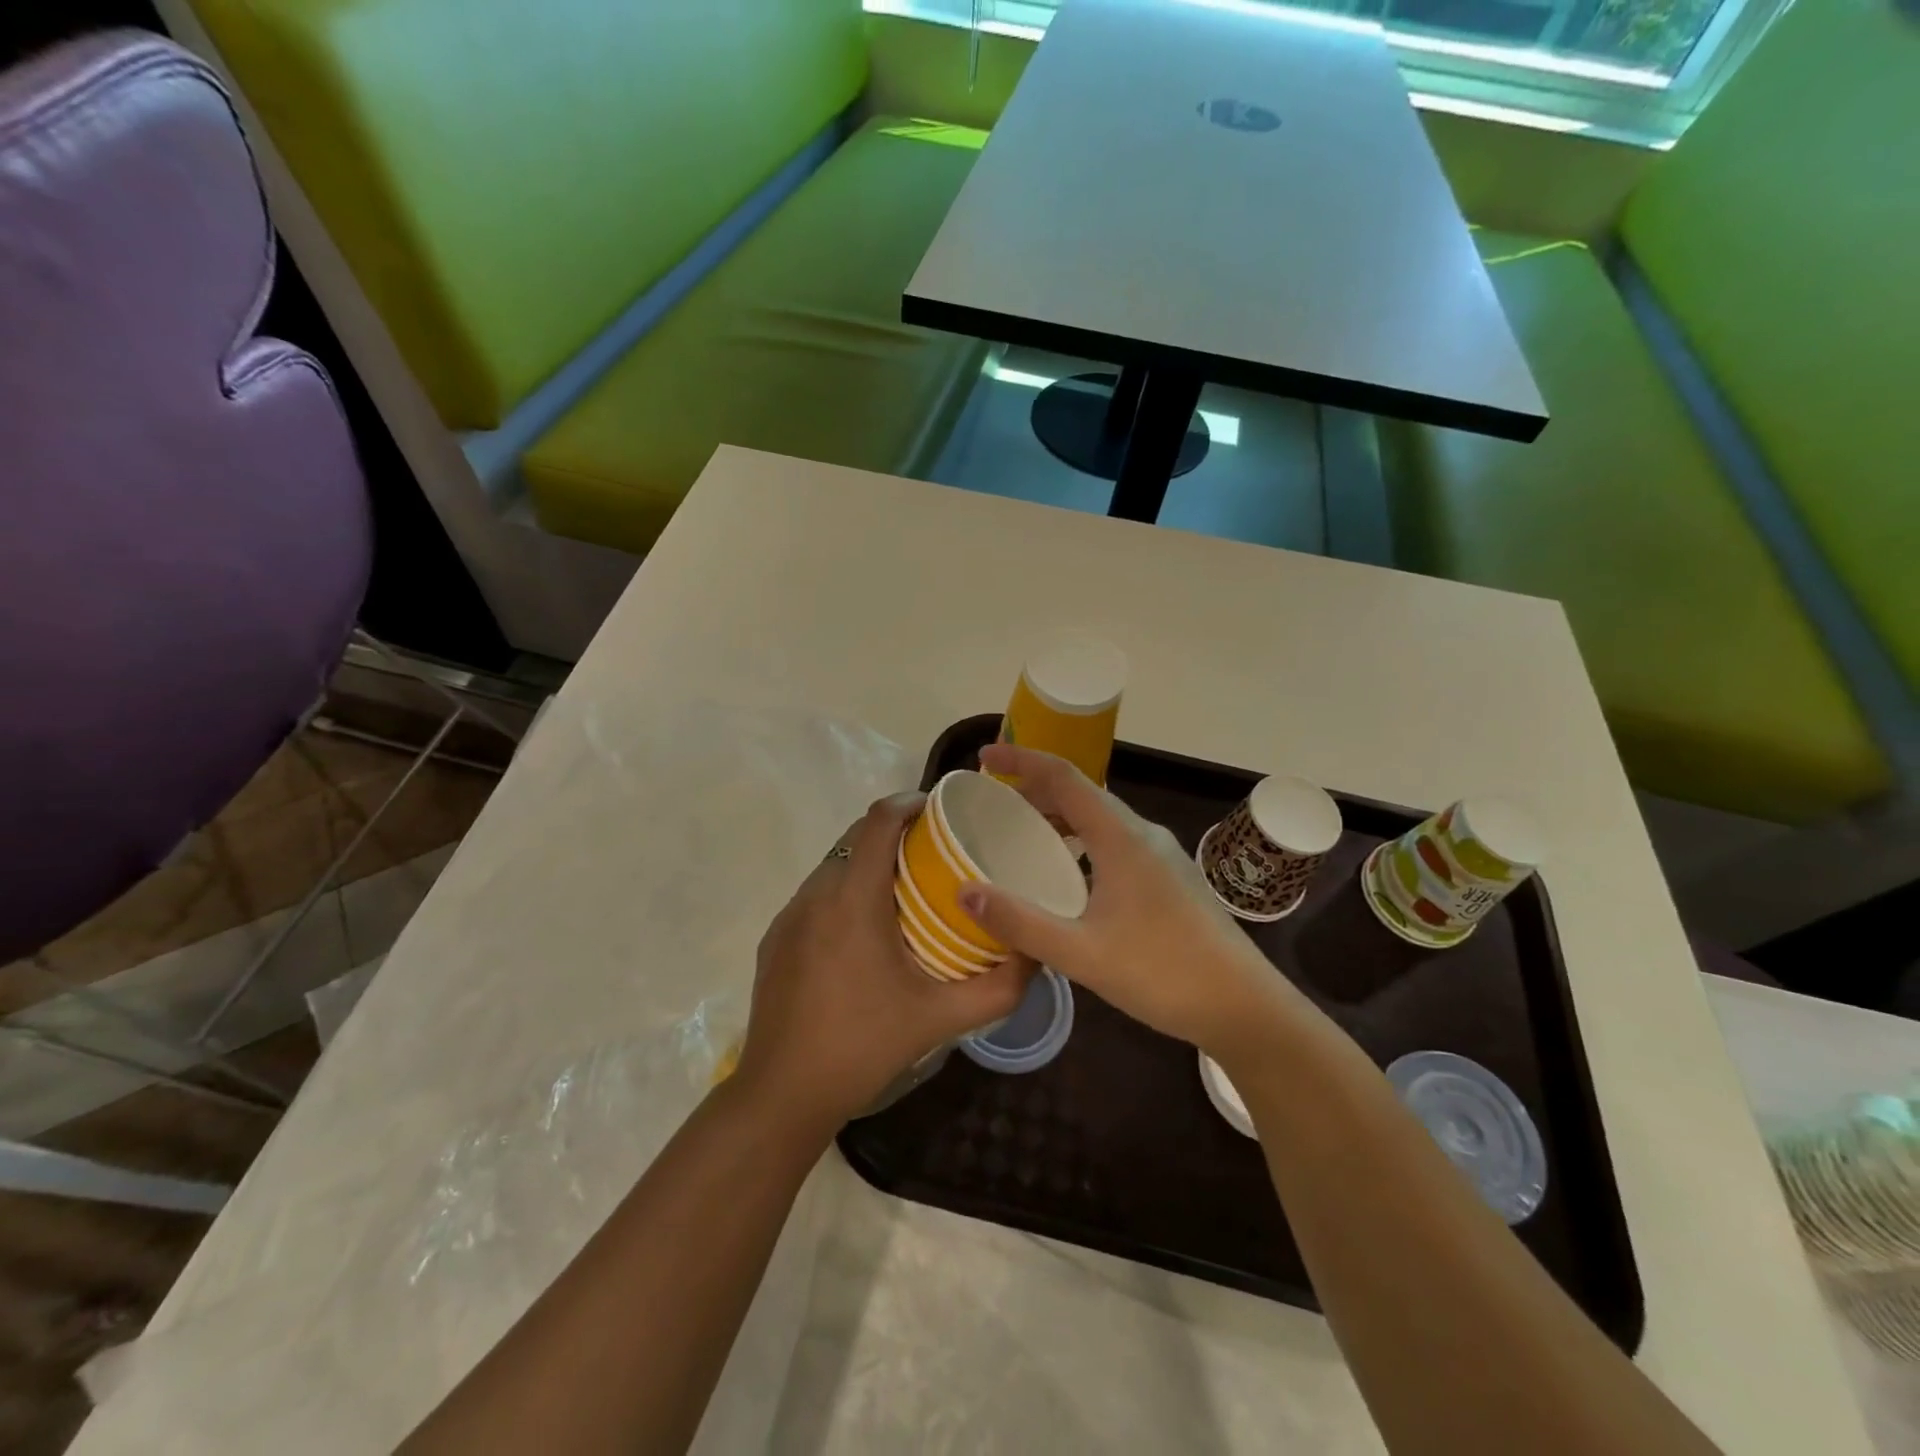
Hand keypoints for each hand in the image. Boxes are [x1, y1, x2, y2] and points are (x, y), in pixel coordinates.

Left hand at [736, 793, 1032, 1130]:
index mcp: (853, 899)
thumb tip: (1035, 955)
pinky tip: (865, 932)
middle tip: (935, 853)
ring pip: (834, 865)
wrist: (783, 1093)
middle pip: (855, 837)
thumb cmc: (863, 1046)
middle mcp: (815, 894)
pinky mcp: (775, 939)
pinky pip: (816, 896)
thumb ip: (997, 988)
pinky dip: (844, 892)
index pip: (878, 820)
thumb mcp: (940, 1019)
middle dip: (895, 832)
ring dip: (869, 863)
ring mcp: (789, 916)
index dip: (910, 802)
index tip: (941, 810)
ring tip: (906, 889)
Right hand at [959, 745, 1306, 1060]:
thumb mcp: (1081, 953)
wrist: (1244, 1007)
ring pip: (1101, 819)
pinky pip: (1115, 842)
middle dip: (1036, 788)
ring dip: (1060, 817)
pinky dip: (1081, 841)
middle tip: (994, 801)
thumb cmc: (1163, 973)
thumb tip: (965, 892)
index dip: (1022, 761)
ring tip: (1025, 835)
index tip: (985, 758)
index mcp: (1121, 839)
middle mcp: (1143, 835)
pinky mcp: (1171, 879)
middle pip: (1082, 794)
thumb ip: (1021, 923)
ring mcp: (1162, 856)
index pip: (1064, 778)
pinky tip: (1071, 877)